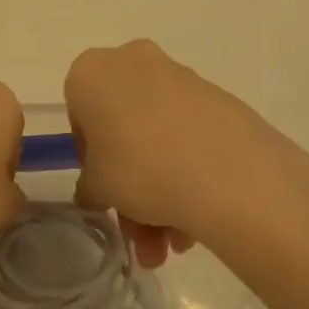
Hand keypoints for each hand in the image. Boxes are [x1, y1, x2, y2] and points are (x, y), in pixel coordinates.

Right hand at [65, 40, 308, 266]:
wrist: (228, 172)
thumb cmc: (138, 167)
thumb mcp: (97, 188)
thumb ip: (89, 187)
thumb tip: (98, 191)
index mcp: (92, 72)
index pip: (80, 118)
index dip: (90, 161)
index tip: (105, 192)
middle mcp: (134, 62)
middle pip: (124, 129)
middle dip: (131, 187)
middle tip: (140, 233)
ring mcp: (182, 78)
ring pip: (159, 137)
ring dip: (161, 192)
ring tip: (174, 245)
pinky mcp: (221, 99)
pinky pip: (191, 136)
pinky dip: (189, 173)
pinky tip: (197, 223)